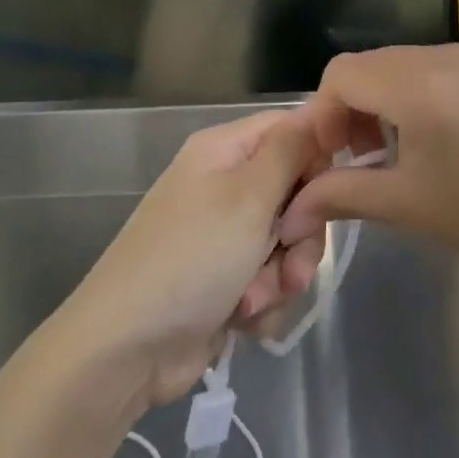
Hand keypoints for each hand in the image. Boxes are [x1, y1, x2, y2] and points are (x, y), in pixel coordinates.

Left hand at [61, 109, 330, 410]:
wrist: (128, 348)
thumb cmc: (192, 257)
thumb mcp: (249, 195)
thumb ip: (291, 150)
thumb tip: (318, 109)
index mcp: (224, 150)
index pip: (291, 129)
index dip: (318, 156)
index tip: (330, 192)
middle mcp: (224, 184)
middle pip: (296, 191)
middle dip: (301, 233)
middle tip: (290, 257)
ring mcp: (224, 234)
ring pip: (287, 242)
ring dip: (282, 273)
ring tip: (255, 298)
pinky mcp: (226, 279)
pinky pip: (270, 278)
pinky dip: (263, 299)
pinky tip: (241, 317)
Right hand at [280, 45, 458, 297]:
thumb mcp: (410, 207)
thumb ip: (342, 195)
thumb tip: (288, 210)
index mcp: (420, 83)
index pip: (340, 75)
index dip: (322, 117)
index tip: (332, 162)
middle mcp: (446, 54)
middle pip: (370, 65)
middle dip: (349, 109)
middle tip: (359, 160)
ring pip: (402, 65)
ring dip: (383, 102)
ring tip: (397, 153)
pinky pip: (437, 69)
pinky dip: (417, 96)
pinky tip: (439, 140)